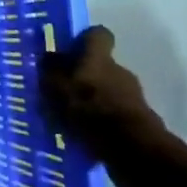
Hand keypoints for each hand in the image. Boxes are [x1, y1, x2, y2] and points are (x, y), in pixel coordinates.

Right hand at [41, 26, 186, 186]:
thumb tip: (48, 56)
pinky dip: (101, 123)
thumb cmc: (89, 110)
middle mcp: (119, 72)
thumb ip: (50, 70)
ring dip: (91, 102)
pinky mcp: (138, 124)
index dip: (84, 39)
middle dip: (83, 77)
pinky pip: (113, 116)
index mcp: (99, 59)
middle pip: (101, 66)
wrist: (132, 150)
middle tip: (62, 92)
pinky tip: (84, 138)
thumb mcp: (57, 87)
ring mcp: (132, 98)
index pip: (98, 35)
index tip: (69, 50)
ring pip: (106, 92)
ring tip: (69, 120)